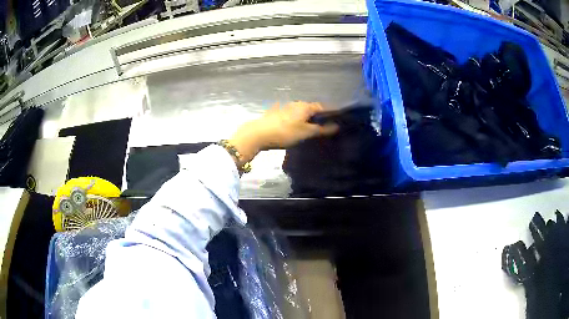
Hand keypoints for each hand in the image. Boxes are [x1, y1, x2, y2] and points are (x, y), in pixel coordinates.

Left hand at [229, 101, 338, 163]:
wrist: (258, 133)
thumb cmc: (285, 132)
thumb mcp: (305, 133)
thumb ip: (321, 129)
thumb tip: (336, 126)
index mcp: (305, 106)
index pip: (322, 107)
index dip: (330, 112)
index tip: (337, 119)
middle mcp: (296, 103)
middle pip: (311, 108)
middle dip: (318, 115)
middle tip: (325, 125)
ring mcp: (285, 107)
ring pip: (301, 112)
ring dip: (307, 118)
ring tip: (312, 128)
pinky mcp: (276, 113)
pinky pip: (292, 115)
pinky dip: (298, 120)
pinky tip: (296, 127)